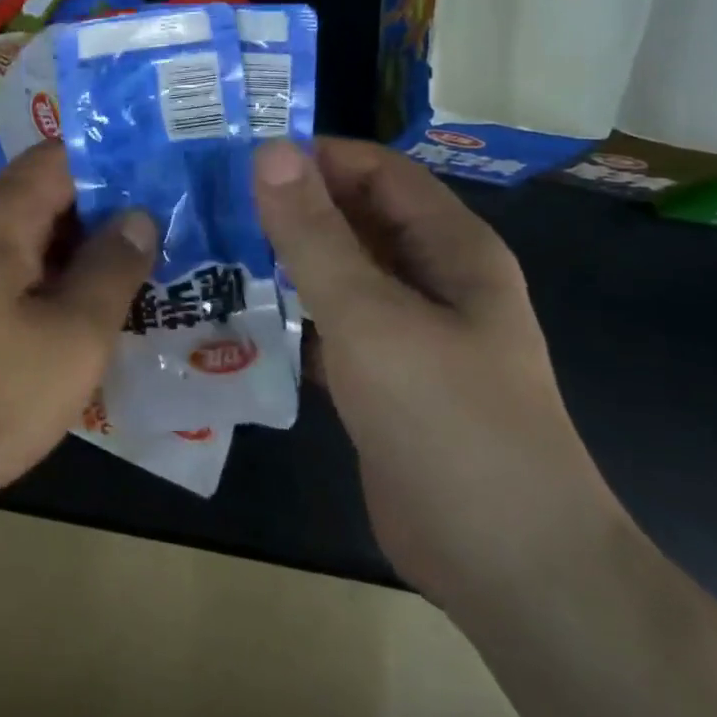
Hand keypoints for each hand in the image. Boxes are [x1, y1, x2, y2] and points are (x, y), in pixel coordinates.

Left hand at [0, 141, 156, 522]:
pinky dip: (56, 283)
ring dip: (84, 251)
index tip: (170, 176)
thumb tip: (139, 215)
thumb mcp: (71, 338)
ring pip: (34, 239)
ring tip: (147, 269)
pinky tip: (92, 313)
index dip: (118, 160)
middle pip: (50, 194)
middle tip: (173, 229)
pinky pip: (16, 276)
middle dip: (109, 209)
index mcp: (0, 216)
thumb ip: (111, 270)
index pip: (64, 155)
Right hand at [251, 137, 627, 606]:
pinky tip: (234, 313)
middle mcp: (431, 279)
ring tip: (210, 248)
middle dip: (289, 207)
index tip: (239, 156)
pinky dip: (288, 314)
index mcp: (449, 247)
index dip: (314, 156)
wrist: (506, 565)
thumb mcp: (371, 316)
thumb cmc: (447, 420)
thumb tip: (271, 151)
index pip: (376, 170)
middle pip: (353, 219)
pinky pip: (329, 325)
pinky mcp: (381, 377)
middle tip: (210, 202)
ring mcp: (407, 332)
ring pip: (337, 273)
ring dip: (282, 261)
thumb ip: (315, 234)